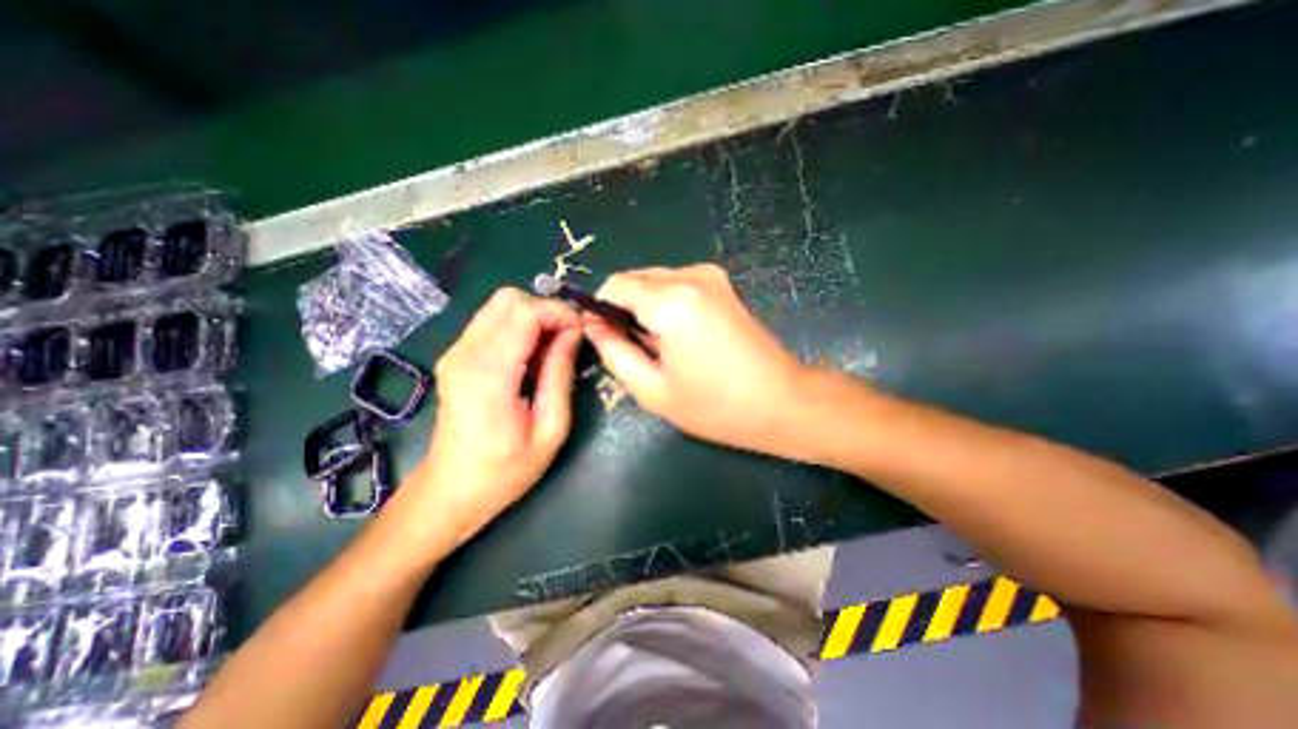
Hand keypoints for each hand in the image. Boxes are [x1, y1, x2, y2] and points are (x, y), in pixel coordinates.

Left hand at [411, 288, 581, 543]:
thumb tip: (574, 332)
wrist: (451, 491)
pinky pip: (492, 322)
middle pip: (510, 298)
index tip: (581, 332)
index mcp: (489, 372)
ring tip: (553, 349)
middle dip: (547, 311)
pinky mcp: (456, 356)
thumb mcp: (550, 428)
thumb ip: (560, 374)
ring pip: (500, 306)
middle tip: (568, 340)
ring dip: (533, 318)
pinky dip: (519, 327)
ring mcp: (456, 352)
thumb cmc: (506, 469)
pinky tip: (532, 356)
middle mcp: (466, 352)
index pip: (526, 311)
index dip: (560, 312)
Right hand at [582, 261, 825, 459]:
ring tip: (658, 347)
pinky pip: (677, 286)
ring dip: (645, 308)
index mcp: (672, 301)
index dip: (599, 308)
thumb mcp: (653, 389)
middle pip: (636, 279)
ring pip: (656, 281)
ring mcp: (712, 276)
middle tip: (630, 348)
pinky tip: (678, 337)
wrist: (783, 402)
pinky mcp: (722, 285)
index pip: (615, 284)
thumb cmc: (716, 405)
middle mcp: (692, 276)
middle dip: (623, 309)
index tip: (600, 336)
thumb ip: (614, 352)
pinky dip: (665, 305)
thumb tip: (593, 326)